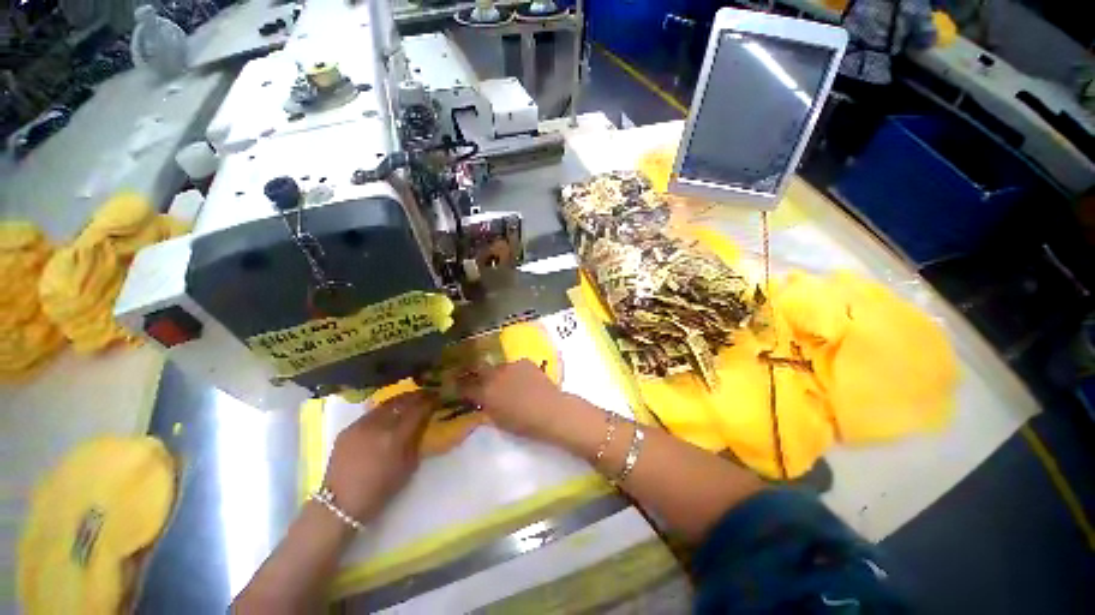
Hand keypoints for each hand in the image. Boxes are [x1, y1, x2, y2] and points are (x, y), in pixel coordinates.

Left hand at [323, 391, 436, 521]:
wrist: (341, 504)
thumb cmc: (380, 489)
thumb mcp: (409, 466)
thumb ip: (417, 440)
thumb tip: (424, 422)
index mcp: (396, 437)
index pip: (418, 409)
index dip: (430, 401)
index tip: (438, 398)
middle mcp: (378, 425)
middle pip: (402, 401)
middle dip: (417, 396)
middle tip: (427, 394)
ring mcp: (360, 425)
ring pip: (386, 404)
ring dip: (401, 400)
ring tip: (410, 400)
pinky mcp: (348, 428)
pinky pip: (371, 414)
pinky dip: (384, 410)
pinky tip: (389, 414)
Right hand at [459, 359, 577, 442]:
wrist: (549, 410)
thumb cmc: (523, 423)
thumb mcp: (499, 420)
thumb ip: (487, 408)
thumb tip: (483, 402)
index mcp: (484, 393)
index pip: (465, 387)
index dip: (461, 388)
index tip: (459, 388)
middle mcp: (494, 375)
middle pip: (479, 368)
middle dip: (477, 372)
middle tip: (481, 379)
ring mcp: (510, 366)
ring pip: (499, 367)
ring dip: (500, 373)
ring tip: (510, 382)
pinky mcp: (524, 361)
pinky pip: (515, 365)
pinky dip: (517, 371)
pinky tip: (525, 379)